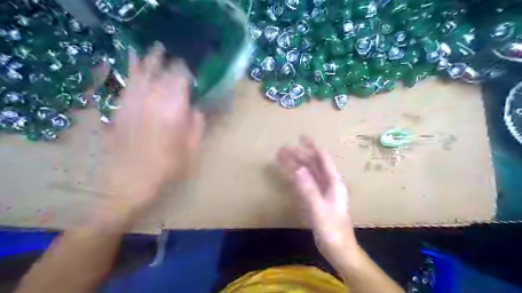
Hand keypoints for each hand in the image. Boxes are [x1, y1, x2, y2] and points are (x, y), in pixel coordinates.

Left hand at [99, 44, 204, 226]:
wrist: (129, 182)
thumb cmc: (166, 169)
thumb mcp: (191, 151)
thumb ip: (197, 126)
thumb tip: (196, 109)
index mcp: (173, 111)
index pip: (181, 80)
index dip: (187, 72)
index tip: (193, 71)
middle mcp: (152, 101)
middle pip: (161, 73)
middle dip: (170, 64)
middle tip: (177, 61)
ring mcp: (133, 103)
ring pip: (142, 73)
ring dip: (150, 60)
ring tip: (157, 49)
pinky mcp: (120, 108)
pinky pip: (127, 83)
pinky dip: (132, 70)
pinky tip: (134, 60)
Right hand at [278, 138, 359, 269]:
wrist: (338, 249)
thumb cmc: (332, 230)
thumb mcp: (319, 209)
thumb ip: (308, 190)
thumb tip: (297, 169)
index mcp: (334, 183)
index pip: (323, 159)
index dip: (312, 147)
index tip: (301, 137)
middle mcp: (328, 183)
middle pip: (313, 164)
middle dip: (299, 155)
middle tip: (283, 148)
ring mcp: (321, 191)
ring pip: (307, 173)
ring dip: (295, 164)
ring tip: (281, 157)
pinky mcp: (315, 199)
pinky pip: (304, 183)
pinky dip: (295, 176)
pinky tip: (288, 173)